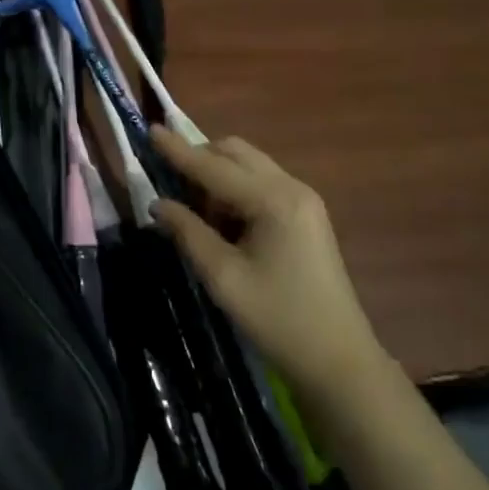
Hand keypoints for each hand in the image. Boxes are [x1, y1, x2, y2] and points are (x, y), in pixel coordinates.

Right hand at [150, 129, 384, 402]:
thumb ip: (188, 233)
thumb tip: (158, 204)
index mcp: (273, 200)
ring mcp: (304, 199)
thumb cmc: (278, 319)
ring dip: (218, 176)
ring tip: (195, 213)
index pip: (214, 166)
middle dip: (200, 159)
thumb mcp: (224, 277)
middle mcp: (292, 188)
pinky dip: (236, 191)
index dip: (178, 150)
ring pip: (249, 166)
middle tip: (169, 183)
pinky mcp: (306, 215)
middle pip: (236, 153)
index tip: (149, 129)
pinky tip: (223, 222)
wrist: (339, 360)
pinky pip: (262, 184)